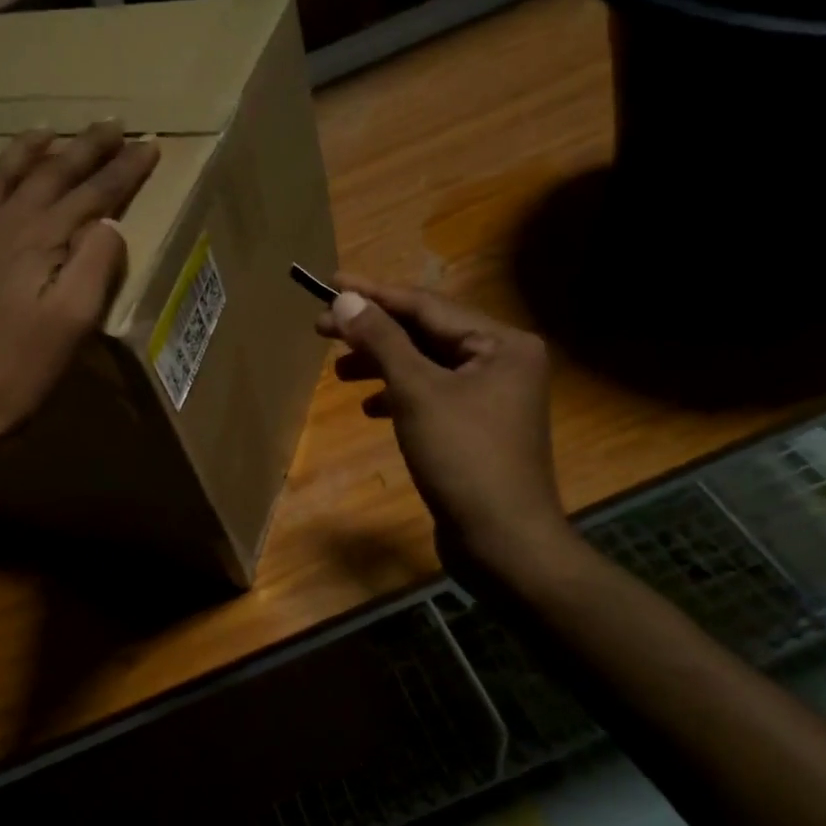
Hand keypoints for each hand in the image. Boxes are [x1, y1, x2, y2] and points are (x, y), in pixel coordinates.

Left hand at [0, 120, 157, 469]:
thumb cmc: (10, 375)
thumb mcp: (70, 327)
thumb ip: (95, 267)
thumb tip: (108, 224)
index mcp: (39, 238)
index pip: (93, 193)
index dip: (124, 169)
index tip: (149, 145)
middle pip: (49, 172)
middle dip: (85, 147)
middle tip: (111, 125)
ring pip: (0, 175)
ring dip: (30, 150)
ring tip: (49, 130)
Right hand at [317, 275, 577, 582]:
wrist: (503, 542)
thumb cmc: (463, 458)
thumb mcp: (416, 392)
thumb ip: (381, 341)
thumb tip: (346, 299)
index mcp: (502, 344)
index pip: (426, 306)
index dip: (374, 294)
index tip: (330, 283)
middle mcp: (503, 361)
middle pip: (426, 334)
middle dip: (373, 333)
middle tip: (322, 328)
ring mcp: (493, 397)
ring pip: (426, 367)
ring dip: (382, 365)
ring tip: (338, 371)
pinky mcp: (478, 428)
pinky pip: (432, 396)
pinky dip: (399, 396)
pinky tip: (370, 407)